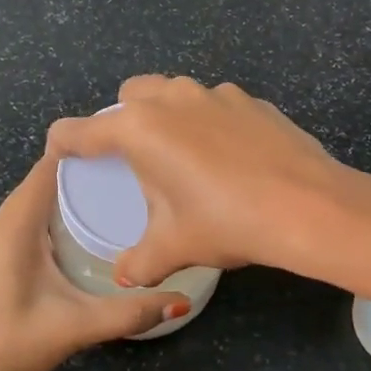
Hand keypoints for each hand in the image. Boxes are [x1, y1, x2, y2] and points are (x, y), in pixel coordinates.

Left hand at [0, 153, 184, 370]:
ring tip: (116, 205)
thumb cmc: (9, 344)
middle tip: (133, 181)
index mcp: (15, 225)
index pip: (49, 167)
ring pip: (34, 207)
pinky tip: (82, 240)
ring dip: (69, 202)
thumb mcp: (76, 326)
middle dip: (85, 178)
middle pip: (44, 184)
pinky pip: (26, 227)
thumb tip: (181, 302)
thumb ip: (130, 313)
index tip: (125, 150)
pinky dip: (54, 223)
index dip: (84, 152)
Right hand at [46, 75, 358, 287]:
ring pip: (176, 92)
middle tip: (133, 158)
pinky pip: (216, 105)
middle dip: (121, 118)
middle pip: (130, 94)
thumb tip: (124, 277)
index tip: (62, 155)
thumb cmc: (227, 223)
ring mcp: (217, 94)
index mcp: (140, 129)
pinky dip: (210, 123)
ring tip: (183, 158)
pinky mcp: (253, 101)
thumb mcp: (174, 247)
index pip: (81, 130)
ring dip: (168, 116)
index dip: (64, 143)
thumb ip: (139, 262)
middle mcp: (173, 99)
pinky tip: (229, 159)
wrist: (308, 207)